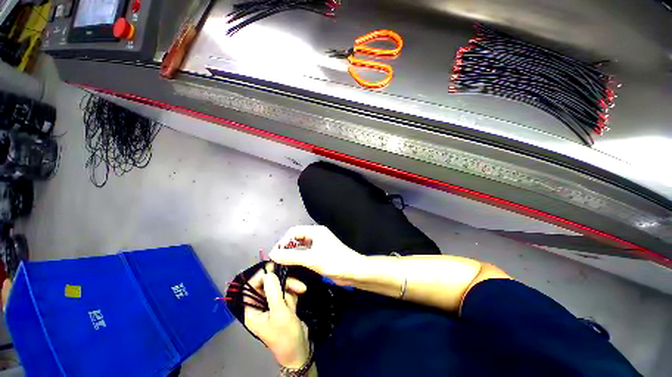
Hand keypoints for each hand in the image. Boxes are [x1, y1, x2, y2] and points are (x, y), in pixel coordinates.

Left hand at [244, 264, 310, 368]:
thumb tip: (268, 273)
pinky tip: (296, 306)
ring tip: (296, 305)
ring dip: (291, 293)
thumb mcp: (280, 314)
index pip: (251, 288)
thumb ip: (273, 292)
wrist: (301, 349)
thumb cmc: (286, 335)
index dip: (261, 276)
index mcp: (253, 311)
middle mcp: (261, 306)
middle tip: (299, 287)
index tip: (274, 267)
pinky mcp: (282, 305)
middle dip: (284, 286)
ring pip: (280, 287)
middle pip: (269, 285)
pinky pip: (287, 292)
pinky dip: (293, 297)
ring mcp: (273, 305)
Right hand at [269, 225, 364, 285]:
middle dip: (286, 248)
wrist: (353, 271)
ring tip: (282, 265)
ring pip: (300, 247)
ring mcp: (318, 245)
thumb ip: (291, 256)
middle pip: (296, 239)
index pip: (293, 231)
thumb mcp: (311, 259)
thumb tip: (273, 255)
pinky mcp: (320, 255)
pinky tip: (292, 267)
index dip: (283, 241)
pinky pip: (305, 254)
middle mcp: (316, 236)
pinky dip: (298, 259)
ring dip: (292, 254)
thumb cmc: (334, 261)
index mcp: (315, 231)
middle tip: (277, 260)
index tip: (276, 254)